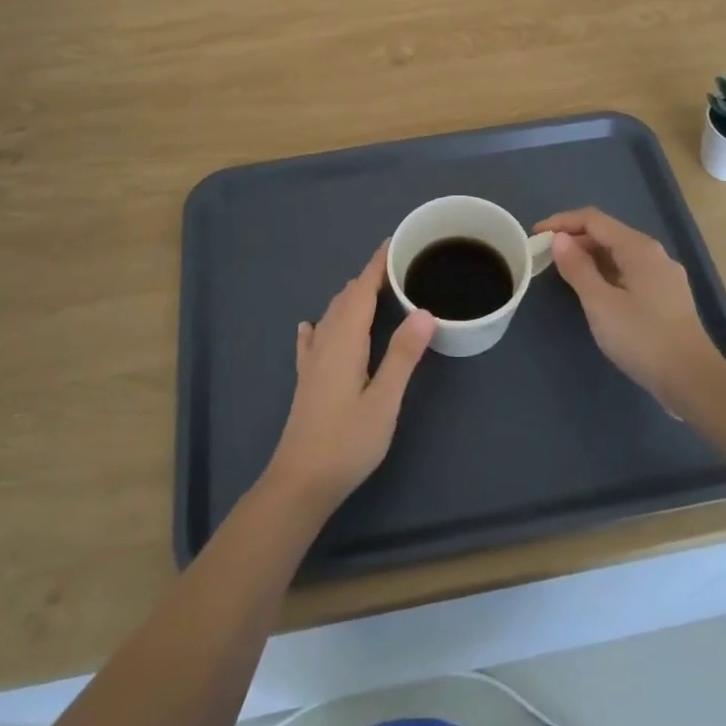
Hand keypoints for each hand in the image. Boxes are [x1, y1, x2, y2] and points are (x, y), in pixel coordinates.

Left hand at [264, 243, 434, 513]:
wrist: (300, 482)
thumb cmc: (347, 443)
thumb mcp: (384, 400)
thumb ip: (402, 355)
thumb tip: (424, 311)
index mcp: (345, 341)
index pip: (362, 292)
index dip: (376, 266)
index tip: (394, 243)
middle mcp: (325, 343)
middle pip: (346, 299)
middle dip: (368, 278)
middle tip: (396, 266)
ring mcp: (312, 363)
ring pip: (330, 317)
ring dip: (350, 298)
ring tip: (370, 288)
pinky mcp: (307, 381)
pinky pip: (313, 340)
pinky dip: (320, 325)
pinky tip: (312, 326)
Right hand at [534, 208, 725, 407]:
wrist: (693, 380)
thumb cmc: (642, 338)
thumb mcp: (600, 303)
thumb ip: (577, 268)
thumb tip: (560, 239)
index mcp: (638, 248)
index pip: (593, 219)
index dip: (561, 222)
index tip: (535, 235)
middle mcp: (654, 254)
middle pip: (607, 234)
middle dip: (574, 239)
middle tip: (544, 256)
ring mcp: (663, 275)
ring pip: (619, 254)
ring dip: (589, 257)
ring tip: (563, 272)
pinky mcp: (667, 297)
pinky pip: (629, 272)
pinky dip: (605, 273)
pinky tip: (593, 291)